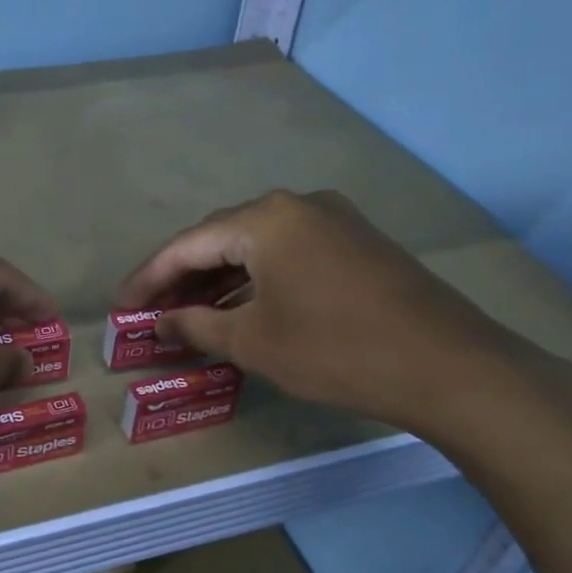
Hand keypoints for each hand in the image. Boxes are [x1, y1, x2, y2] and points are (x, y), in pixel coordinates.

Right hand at [117, 190, 552, 438]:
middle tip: (151, 313)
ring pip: (256, 248)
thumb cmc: (335, 350)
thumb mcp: (253, 342)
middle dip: (181, 277)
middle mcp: (297, 206)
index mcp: (265, 219)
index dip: (148, 278)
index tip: (121, 307)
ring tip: (188, 316)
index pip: (187, 245)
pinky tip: (241, 310)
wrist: (449, 366)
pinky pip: (288, 256)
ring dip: (218, 281)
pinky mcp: (356, 244)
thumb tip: (158, 325)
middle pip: (220, 239)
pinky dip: (256, 282)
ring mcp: (333, 221)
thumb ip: (195, 327)